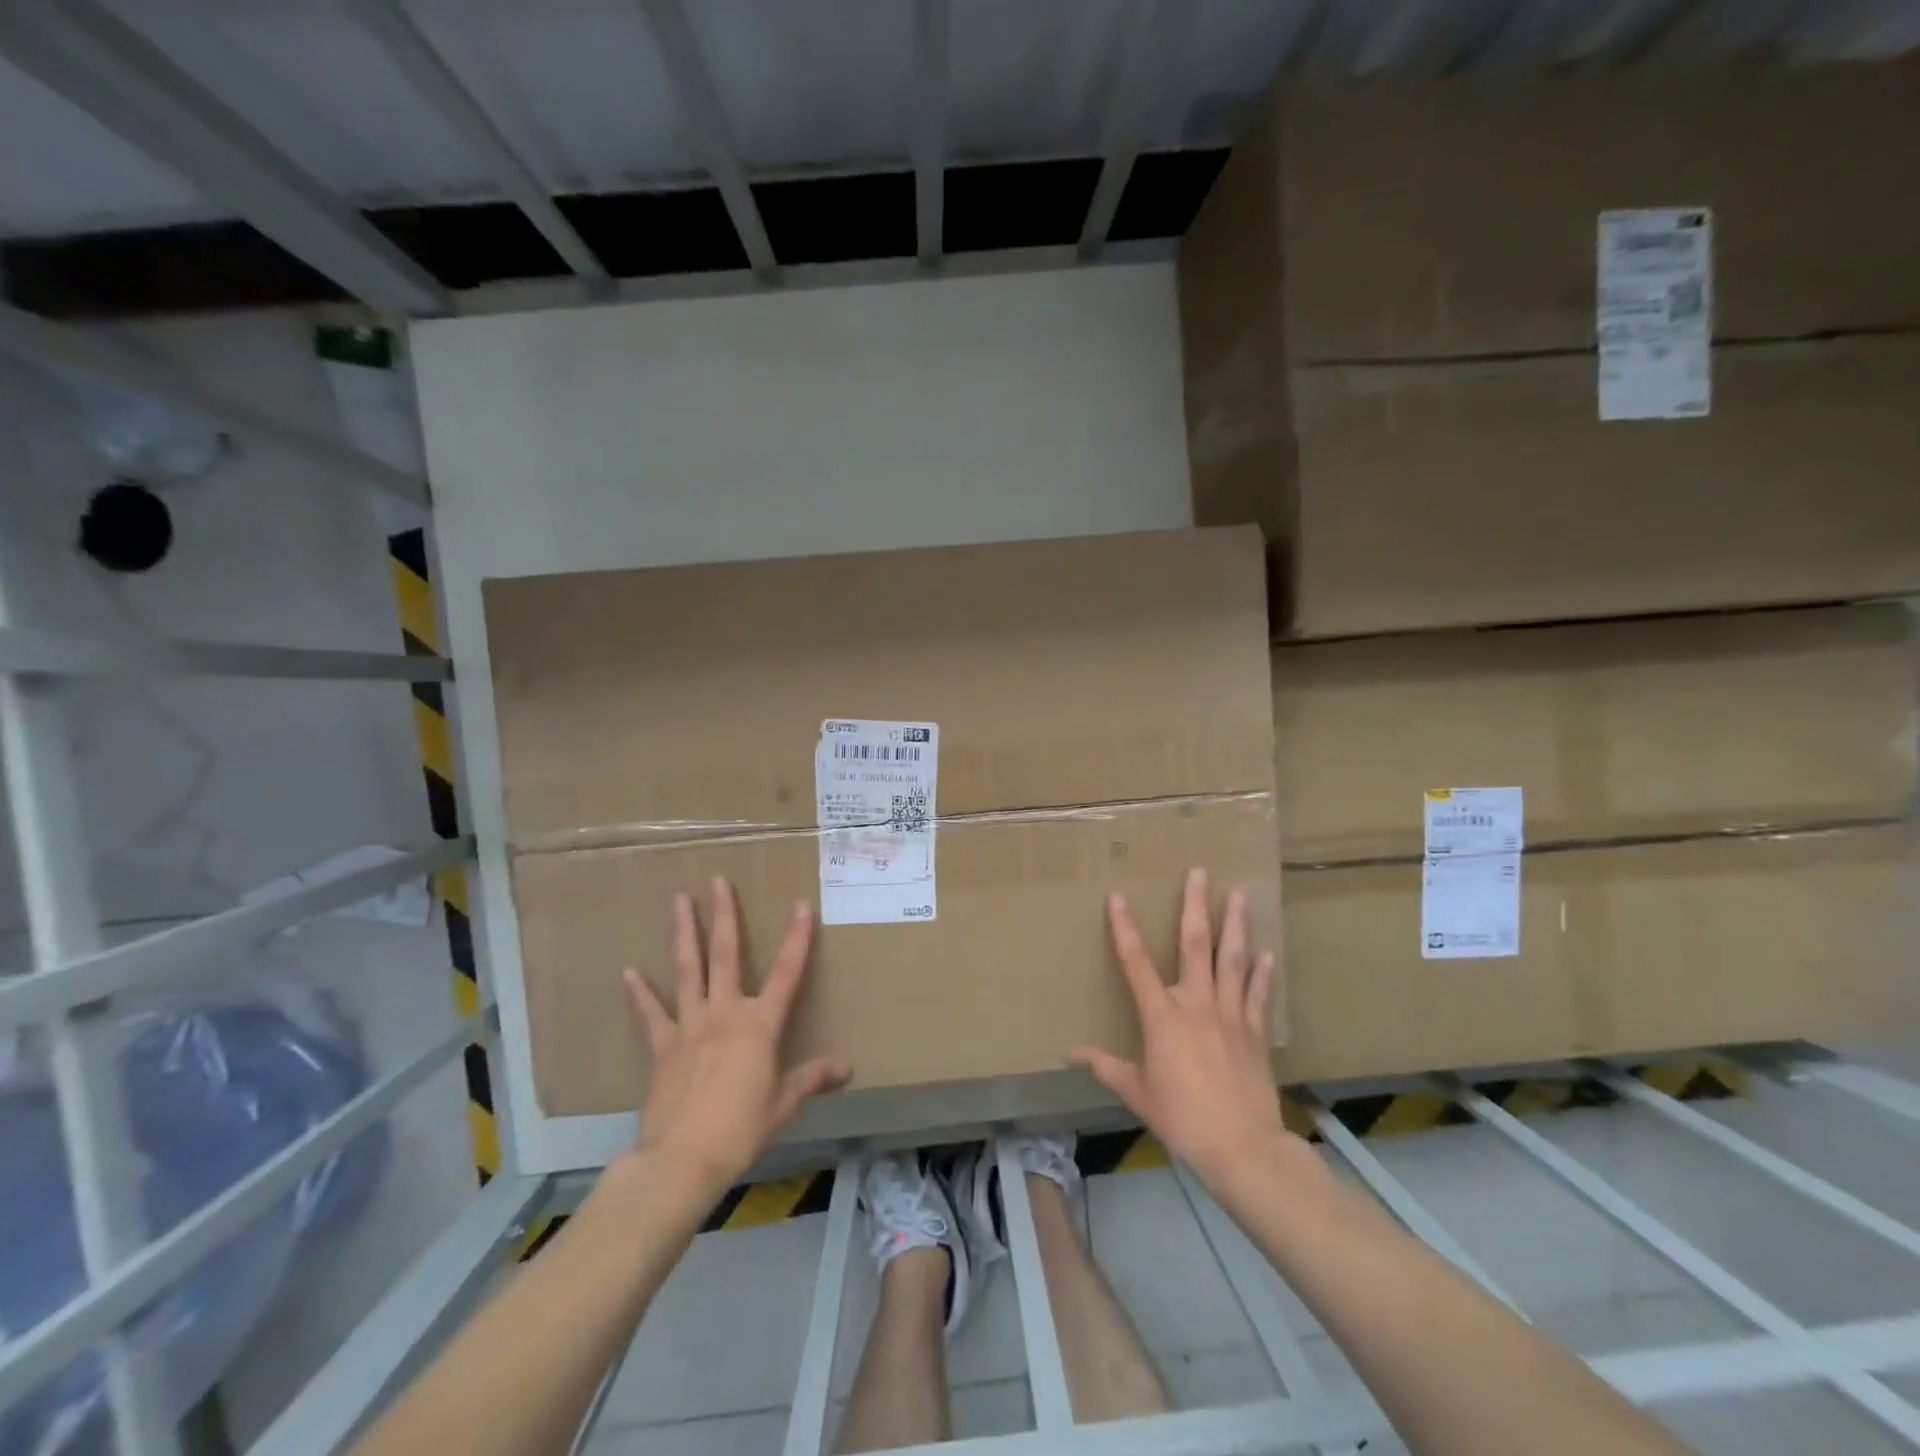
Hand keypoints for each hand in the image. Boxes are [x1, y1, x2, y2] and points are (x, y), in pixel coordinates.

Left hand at [623, 877, 850, 1194]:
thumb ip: (812, 1078)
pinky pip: (651, 1014)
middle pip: (726, 954)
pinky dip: (640, 993)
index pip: (786, 972)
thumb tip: (847, 1066)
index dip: (796, 937)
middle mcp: (725, 1013)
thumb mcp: (784, 1104)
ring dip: (684, 933)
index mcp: (760, 1024)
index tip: (800, 904)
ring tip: (678, 900)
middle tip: (717, 881)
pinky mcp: (663, 1046)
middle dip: (724, 915)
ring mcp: (690, 1026)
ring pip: (688, 970)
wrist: (683, 1159)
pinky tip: (629, 971)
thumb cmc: (742, 1130)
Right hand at [1069, 868, 1294, 1190]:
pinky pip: (1259, 995)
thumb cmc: (1181, 1117)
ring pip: (1233, 960)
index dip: (1125, 928)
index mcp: (1162, 1016)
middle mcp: (1196, 1004)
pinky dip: (1263, 974)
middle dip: (1196, 906)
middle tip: (1201, 872)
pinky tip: (1267, 953)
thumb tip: (1072, 1054)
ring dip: (1236, 925)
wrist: (1242, 1147)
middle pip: (1195, 945)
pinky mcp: (1255, 1032)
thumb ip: (1107, 1067)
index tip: (1117, 897)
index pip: (1136, 963)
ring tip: (1240, 894)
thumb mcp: (1137, 1093)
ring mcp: (1230, 1015)